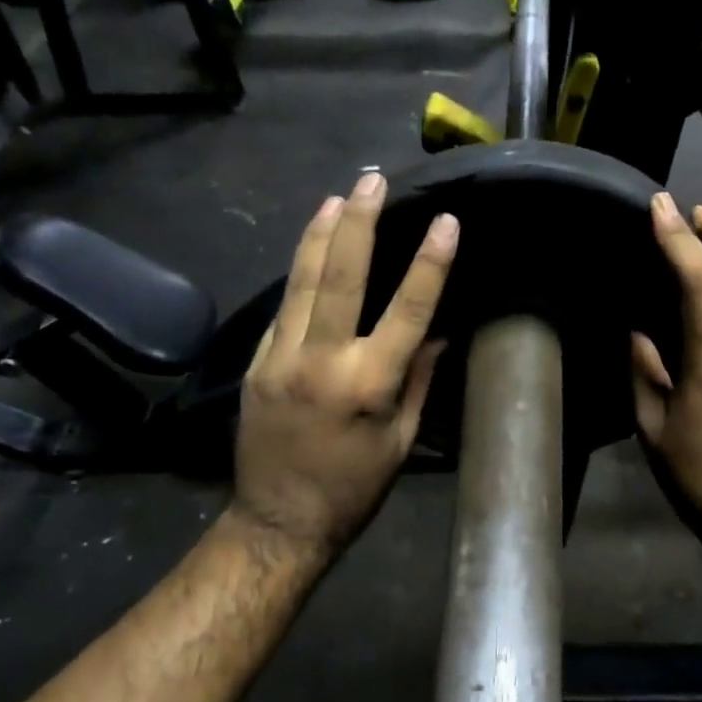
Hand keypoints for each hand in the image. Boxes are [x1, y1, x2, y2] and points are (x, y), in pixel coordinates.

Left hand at [232, 172, 458, 558]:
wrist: (279, 521)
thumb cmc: (353, 488)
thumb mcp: (401, 441)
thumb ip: (419, 380)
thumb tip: (435, 332)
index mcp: (368, 384)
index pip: (407, 310)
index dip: (430, 263)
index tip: (445, 221)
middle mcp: (322, 360)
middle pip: (340, 276)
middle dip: (358, 222)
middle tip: (371, 180)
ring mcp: (280, 358)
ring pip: (301, 281)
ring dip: (320, 233)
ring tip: (336, 196)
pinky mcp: (255, 363)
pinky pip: (284, 308)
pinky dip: (301, 273)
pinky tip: (312, 249)